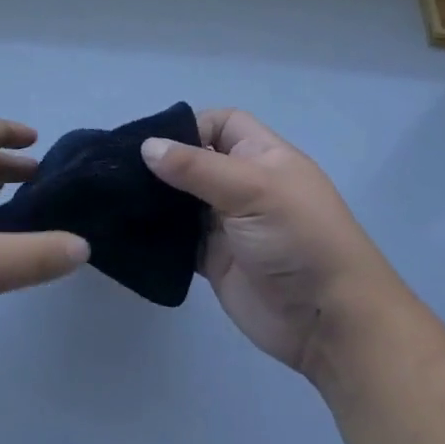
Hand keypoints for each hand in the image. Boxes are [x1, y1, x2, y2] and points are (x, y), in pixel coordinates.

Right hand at [141, 109, 399, 378]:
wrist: (328, 319)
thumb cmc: (297, 237)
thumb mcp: (252, 189)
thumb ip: (197, 167)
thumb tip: (147, 146)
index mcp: (262, 157)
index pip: (223, 124)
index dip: (191, 126)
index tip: (154, 143)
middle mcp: (243, 185)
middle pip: (196, 161)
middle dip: (163, 163)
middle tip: (119, 169)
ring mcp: (228, 224)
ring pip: (183, 200)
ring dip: (156, 199)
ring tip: (116, 196)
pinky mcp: (214, 259)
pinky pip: (179, 239)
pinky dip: (158, 234)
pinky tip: (129, 229)